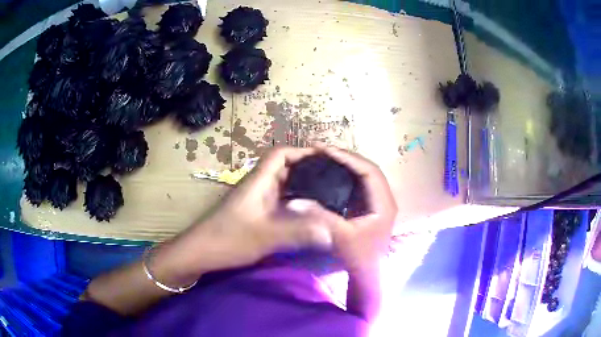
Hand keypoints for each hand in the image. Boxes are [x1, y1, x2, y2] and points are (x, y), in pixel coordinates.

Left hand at [158, 147, 335, 282]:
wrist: (200, 253)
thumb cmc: (228, 239)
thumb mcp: (266, 236)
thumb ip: (299, 232)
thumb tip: (332, 232)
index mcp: (258, 181)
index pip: (280, 154)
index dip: (302, 151)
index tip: (325, 158)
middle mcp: (258, 186)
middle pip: (285, 169)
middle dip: (308, 170)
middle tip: (333, 179)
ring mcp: (256, 201)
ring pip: (282, 187)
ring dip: (302, 188)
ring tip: (327, 196)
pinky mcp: (255, 215)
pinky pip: (280, 203)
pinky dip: (295, 205)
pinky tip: (307, 216)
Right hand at [287, 147, 396, 272]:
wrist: (368, 275)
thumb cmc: (359, 257)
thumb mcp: (340, 237)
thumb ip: (320, 217)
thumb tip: (297, 200)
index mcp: (383, 203)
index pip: (369, 171)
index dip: (348, 158)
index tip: (326, 150)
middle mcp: (384, 198)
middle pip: (368, 169)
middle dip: (346, 157)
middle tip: (323, 150)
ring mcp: (378, 203)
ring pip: (364, 176)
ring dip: (346, 165)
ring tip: (325, 157)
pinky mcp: (370, 208)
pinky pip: (359, 185)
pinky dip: (346, 177)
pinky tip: (331, 174)